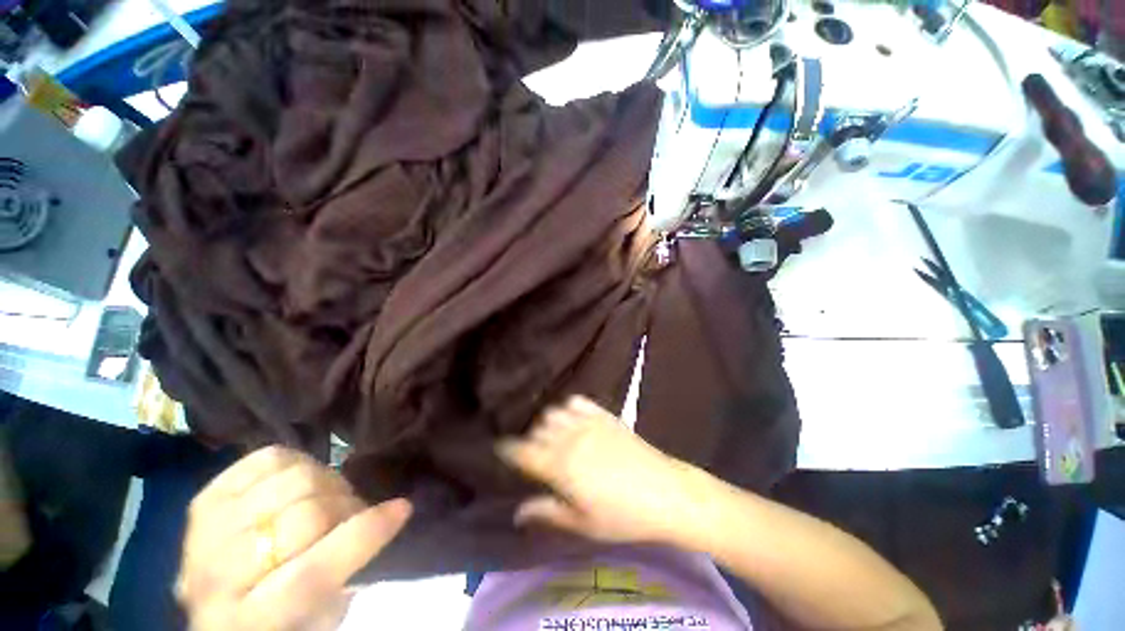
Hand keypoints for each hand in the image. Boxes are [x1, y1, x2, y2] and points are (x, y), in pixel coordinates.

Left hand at [177, 447, 411, 630]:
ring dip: (328, 483)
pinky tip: (301, 481)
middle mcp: (218, 575)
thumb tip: (373, 522)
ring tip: (329, 497)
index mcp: (249, 620)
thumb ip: (344, 577)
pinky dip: (298, 461)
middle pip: (305, 516)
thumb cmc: (276, 621)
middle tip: (356, 512)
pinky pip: (268, 458)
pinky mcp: (207, 497)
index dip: (365, 535)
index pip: (312, 572)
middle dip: (348, 506)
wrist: (211, 604)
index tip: (403, 509)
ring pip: (292, 480)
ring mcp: (207, 530)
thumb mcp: (318, 619)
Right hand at [497, 396, 706, 544]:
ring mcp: (588, 423)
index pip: (523, 452)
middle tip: (535, 454)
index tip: (502, 450)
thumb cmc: (622, 516)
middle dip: (530, 439)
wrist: (665, 492)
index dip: (508, 450)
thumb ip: (547, 512)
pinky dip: (569, 408)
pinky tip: (574, 420)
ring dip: (548, 423)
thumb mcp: (582, 523)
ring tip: (554, 437)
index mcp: (560, 466)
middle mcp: (569, 438)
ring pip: (554, 412)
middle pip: (537, 429)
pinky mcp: (604, 415)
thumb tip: (518, 512)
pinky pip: (578, 401)